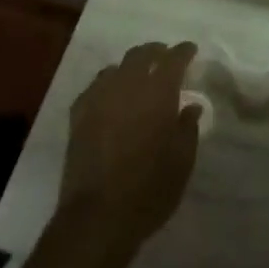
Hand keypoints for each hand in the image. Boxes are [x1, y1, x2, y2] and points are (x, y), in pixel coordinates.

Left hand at [59, 42, 202, 256]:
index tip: (191, 50)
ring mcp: (98, 99)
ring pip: (115, 68)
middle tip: (165, 57)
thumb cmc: (150, 189)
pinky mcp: (78, 116)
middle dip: (156, 51)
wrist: (98, 217)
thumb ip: (187, 128)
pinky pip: (95, 87)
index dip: (183, 51)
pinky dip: (107, 84)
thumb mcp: (182, 161)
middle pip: (140, 54)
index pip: (172, 59)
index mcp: (157, 94)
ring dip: (130, 66)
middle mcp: (126, 87)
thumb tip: (191, 106)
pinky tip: (111, 96)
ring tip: (138, 76)